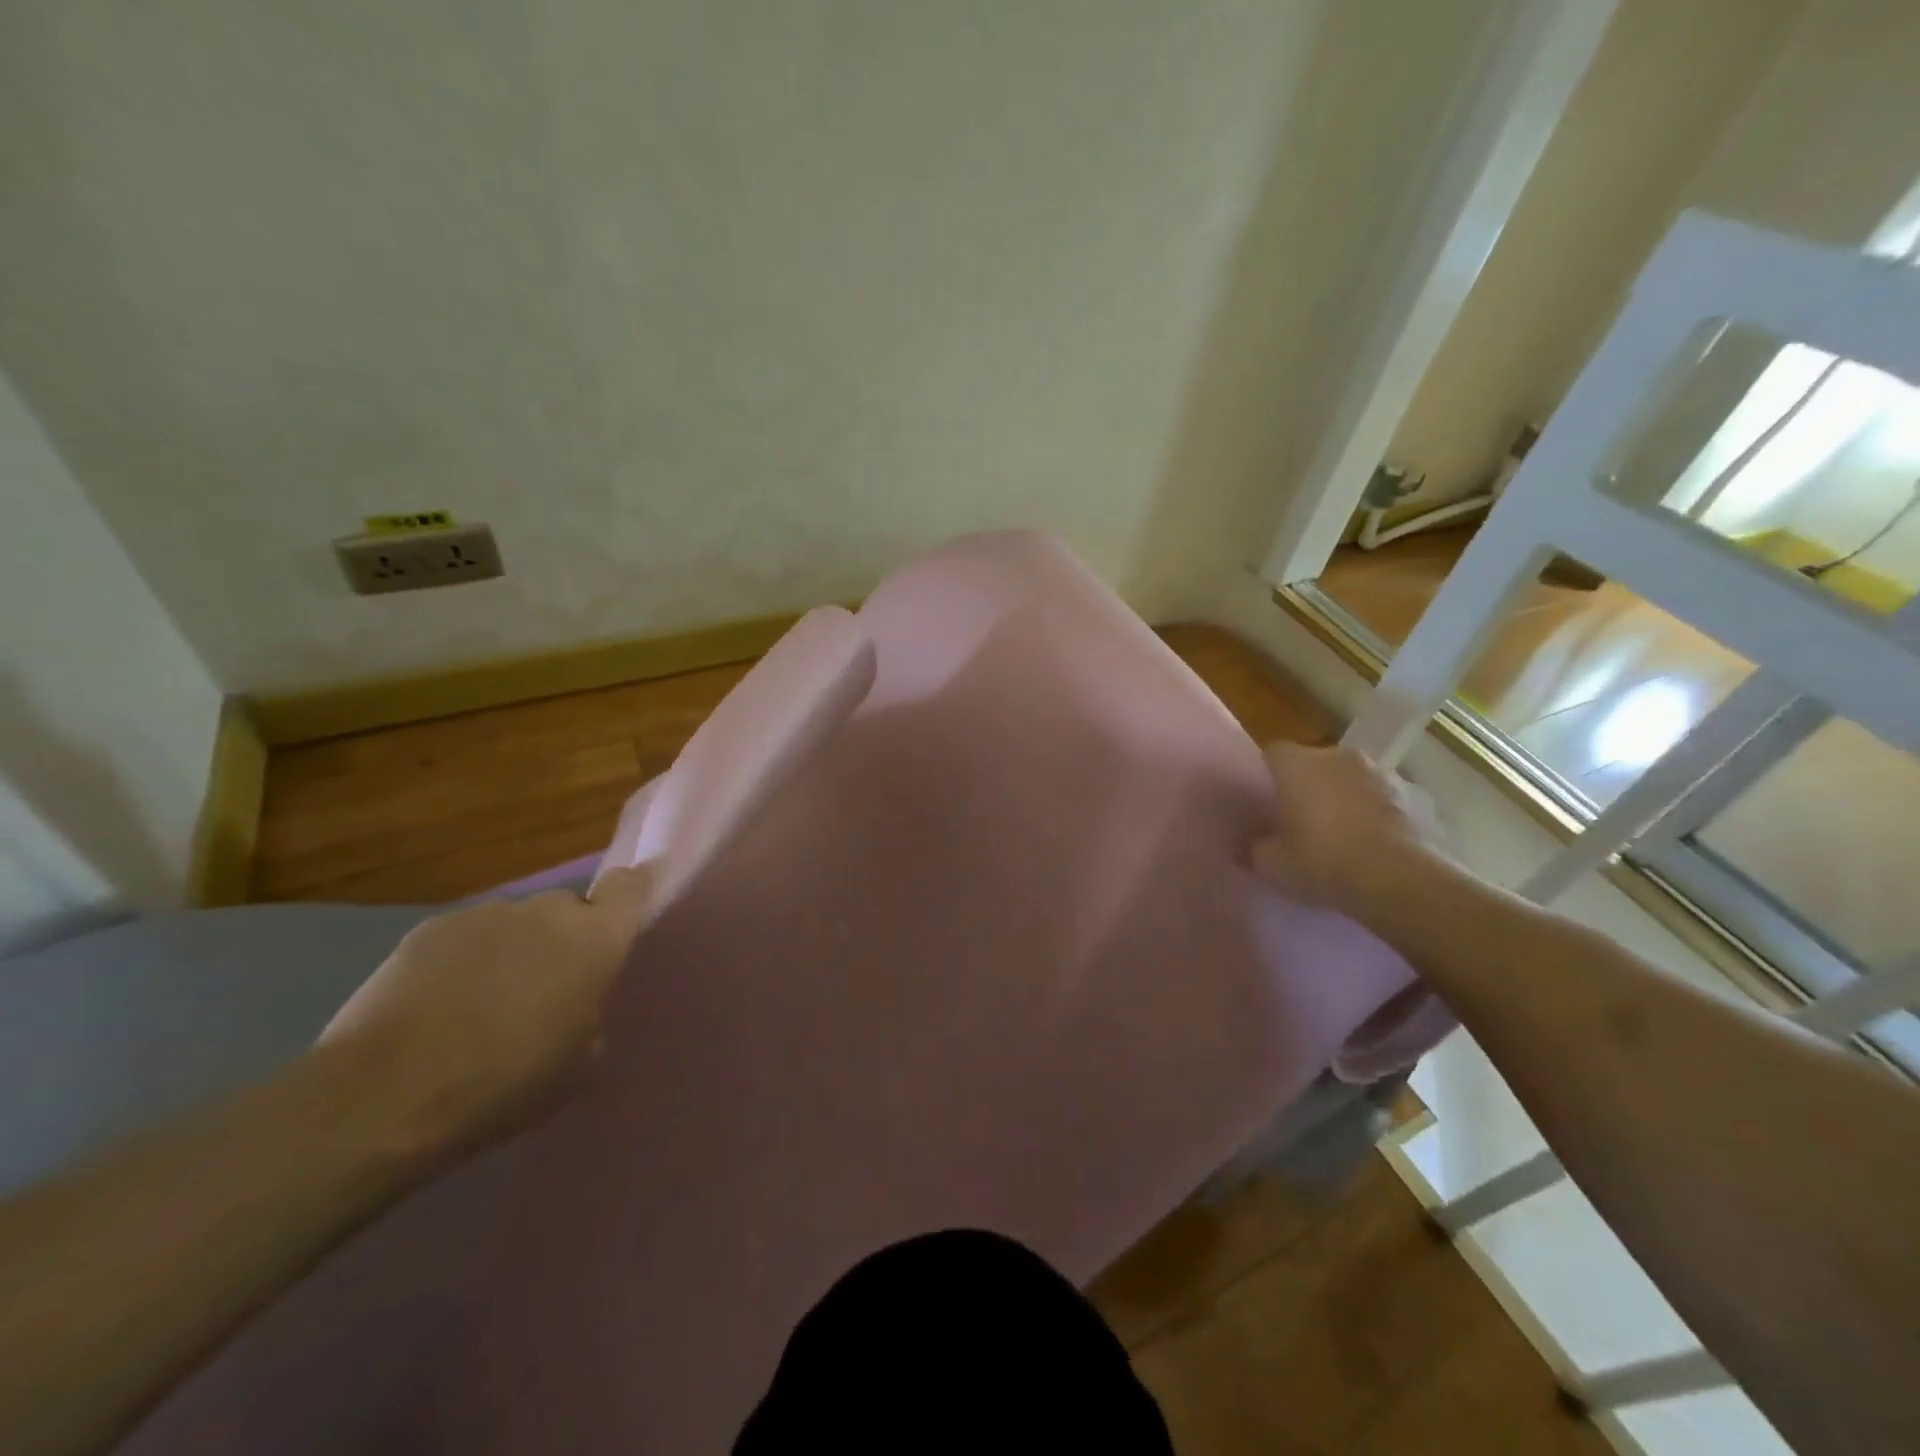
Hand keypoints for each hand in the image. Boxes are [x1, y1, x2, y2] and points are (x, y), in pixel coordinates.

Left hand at [315, 866, 657, 1158]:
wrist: (385, 1095)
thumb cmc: (507, 1083)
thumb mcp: (580, 1064)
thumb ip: (590, 1014)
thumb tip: (574, 1004)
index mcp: (596, 939)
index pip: (629, 887)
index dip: (631, 894)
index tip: (625, 914)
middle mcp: (548, 911)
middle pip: (567, 910)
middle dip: (562, 940)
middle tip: (542, 991)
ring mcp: (487, 914)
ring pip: (515, 925)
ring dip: (511, 952)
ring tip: (479, 1007)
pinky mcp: (429, 928)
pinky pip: (464, 938)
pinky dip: (461, 962)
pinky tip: (435, 1009)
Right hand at [1251, 743, 1439, 922]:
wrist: (1401, 880)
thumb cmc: (1323, 862)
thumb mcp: (1272, 865)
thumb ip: (1255, 848)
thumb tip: (1251, 845)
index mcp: (1298, 764)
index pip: (1273, 753)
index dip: (1268, 775)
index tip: (1267, 801)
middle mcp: (1339, 757)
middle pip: (1315, 763)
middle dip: (1308, 785)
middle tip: (1301, 820)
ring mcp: (1382, 772)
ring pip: (1351, 779)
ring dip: (1345, 797)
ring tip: (1342, 834)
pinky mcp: (1415, 795)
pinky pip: (1384, 799)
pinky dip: (1377, 813)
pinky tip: (1374, 845)